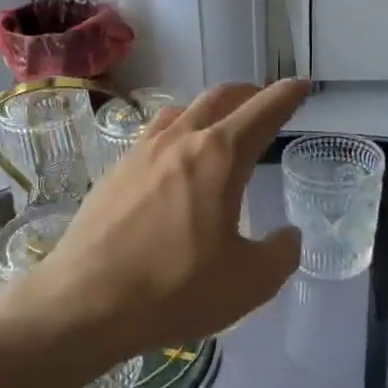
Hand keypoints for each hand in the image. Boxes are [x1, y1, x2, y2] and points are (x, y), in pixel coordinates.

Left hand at [8, 81, 308, 367]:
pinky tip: (171, 161)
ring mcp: (139, 154)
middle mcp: (178, 142)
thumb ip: (280, 253)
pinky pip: (151, 137)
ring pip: (180, 113)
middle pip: (218, 99)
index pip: (262, 112)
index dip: (287, 96)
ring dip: (207, 110)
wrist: (86, 301)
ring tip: (217, 126)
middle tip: (262, 102)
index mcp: (219, 157)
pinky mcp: (112, 173)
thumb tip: (287, 236)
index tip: (301, 86)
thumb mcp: (249, 281)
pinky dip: (175, 134)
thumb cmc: (176, 288)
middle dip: (247, 95)